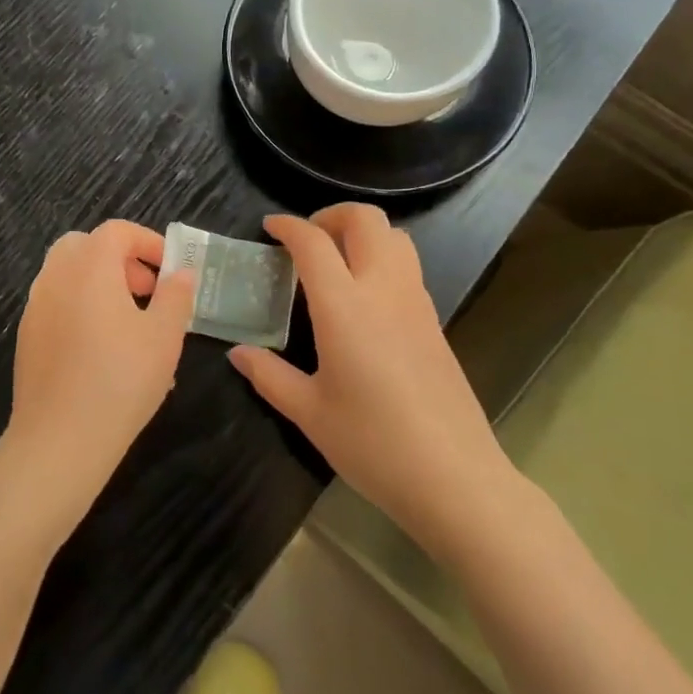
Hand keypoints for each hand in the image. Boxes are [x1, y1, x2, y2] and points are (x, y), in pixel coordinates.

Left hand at [3, 220, 196, 527]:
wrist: (60, 439)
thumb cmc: (120, 380)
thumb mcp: (164, 336)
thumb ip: (175, 296)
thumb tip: (181, 273)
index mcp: (89, 267)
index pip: (116, 231)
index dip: (148, 242)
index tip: (170, 269)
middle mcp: (55, 277)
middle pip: (85, 246)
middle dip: (119, 260)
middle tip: (146, 291)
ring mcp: (35, 307)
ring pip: (68, 275)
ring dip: (100, 284)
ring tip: (132, 324)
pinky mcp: (27, 337)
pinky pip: (58, 304)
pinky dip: (82, 307)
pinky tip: (105, 351)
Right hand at [228, 205, 514, 541]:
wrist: (454, 478)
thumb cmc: (372, 443)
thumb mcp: (309, 412)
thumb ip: (269, 375)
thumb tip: (238, 353)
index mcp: (345, 307)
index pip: (314, 243)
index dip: (288, 226)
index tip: (269, 227)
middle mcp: (384, 290)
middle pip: (366, 220)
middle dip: (331, 215)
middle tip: (306, 240)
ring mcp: (416, 303)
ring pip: (396, 237)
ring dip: (362, 233)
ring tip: (334, 262)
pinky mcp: (435, 322)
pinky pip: (407, 267)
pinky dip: (381, 259)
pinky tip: (362, 299)